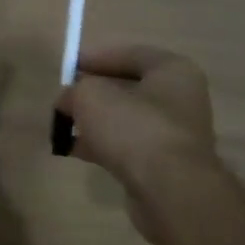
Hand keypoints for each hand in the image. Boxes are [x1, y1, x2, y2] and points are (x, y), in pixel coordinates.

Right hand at [56, 45, 229, 244]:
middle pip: (128, 88)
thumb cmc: (133, 127)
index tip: (68, 68)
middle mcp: (180, 98)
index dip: (95, 58)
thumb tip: (68, 100)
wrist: (169, 190)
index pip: (129, 54)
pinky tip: (75, 150)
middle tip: (65, 99)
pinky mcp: (166, 164)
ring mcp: (175, 134)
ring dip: (96, 122)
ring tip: (64, 126)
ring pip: (126, 119)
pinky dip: (103, 145)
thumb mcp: (90, 96)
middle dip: (93, 93)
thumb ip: (75, 90)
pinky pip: (128, 146)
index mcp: (172, 71)